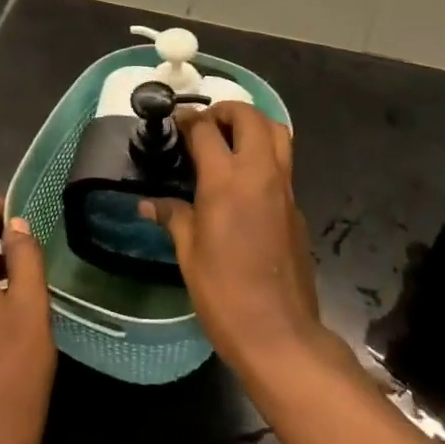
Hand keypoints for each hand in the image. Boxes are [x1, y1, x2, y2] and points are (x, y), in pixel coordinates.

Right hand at [140, 103, 327, 378]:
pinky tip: (245, 180)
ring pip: (277, 132)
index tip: (176, 122)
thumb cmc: (224, 294)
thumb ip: (173, 217)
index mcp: (226, 182)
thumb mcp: (189, 254)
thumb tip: (147, 203)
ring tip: (230, 141)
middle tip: (205, 125)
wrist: (279, 332)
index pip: (206, 130)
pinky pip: (284, 163)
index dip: (188, 120)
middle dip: (226, 110)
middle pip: (250, 117)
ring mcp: (284, 188)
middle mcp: (260, 174)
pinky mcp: (297, 206)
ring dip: (253, 125)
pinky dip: (265, 154)